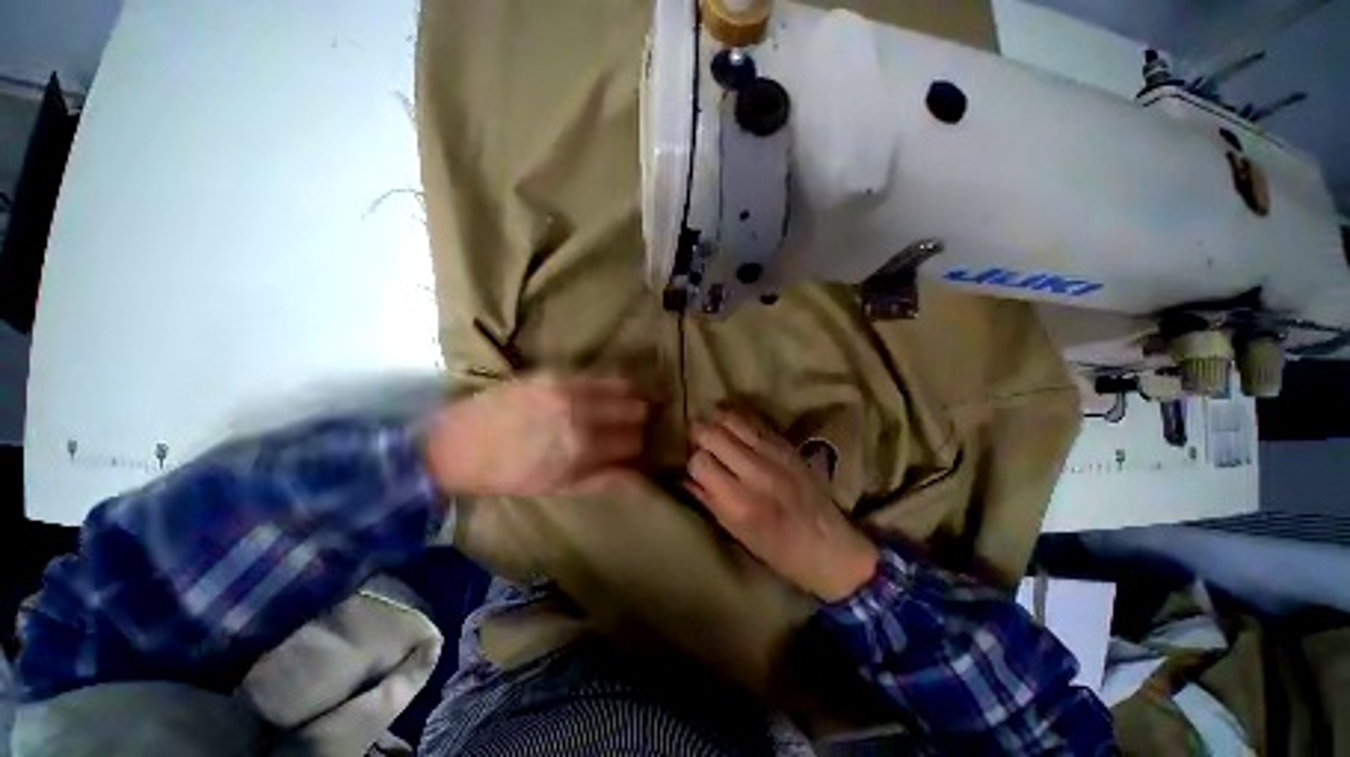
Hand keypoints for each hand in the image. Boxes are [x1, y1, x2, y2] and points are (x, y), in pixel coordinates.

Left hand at [425, 373, 649, 497]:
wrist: (457, 443)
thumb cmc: (508, 474)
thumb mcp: (558, 488)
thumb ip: (604, 480)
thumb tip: (641, 476)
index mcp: (581, 449)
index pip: (635, 442)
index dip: (638, 448)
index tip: (633, 449)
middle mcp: (581, 414)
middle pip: (637, 410)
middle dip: (639, 421)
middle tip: (631, 427)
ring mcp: (569, 388)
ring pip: (625, 386)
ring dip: (631, 399)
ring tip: (625, 406)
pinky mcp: (556, 372)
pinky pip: (601, 373)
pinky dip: (613, 383)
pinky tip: (609, 390)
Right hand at [685, 409, 879, 602]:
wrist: (830, 545)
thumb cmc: (778, 550)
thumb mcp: (737, 533)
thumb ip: (707, 500)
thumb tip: (683, 476)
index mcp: (740, 502)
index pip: (700, 462)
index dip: (692, 461)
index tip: (695, 466)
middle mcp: (756, 473)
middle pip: (713, 434)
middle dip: (698, 434)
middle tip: (696, 439)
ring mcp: (774, 454)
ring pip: (732, 420)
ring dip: (716, 419)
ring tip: (712, 426)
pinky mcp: (787, 445)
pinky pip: (754, 421)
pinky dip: (737, 418)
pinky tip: (731, 423)